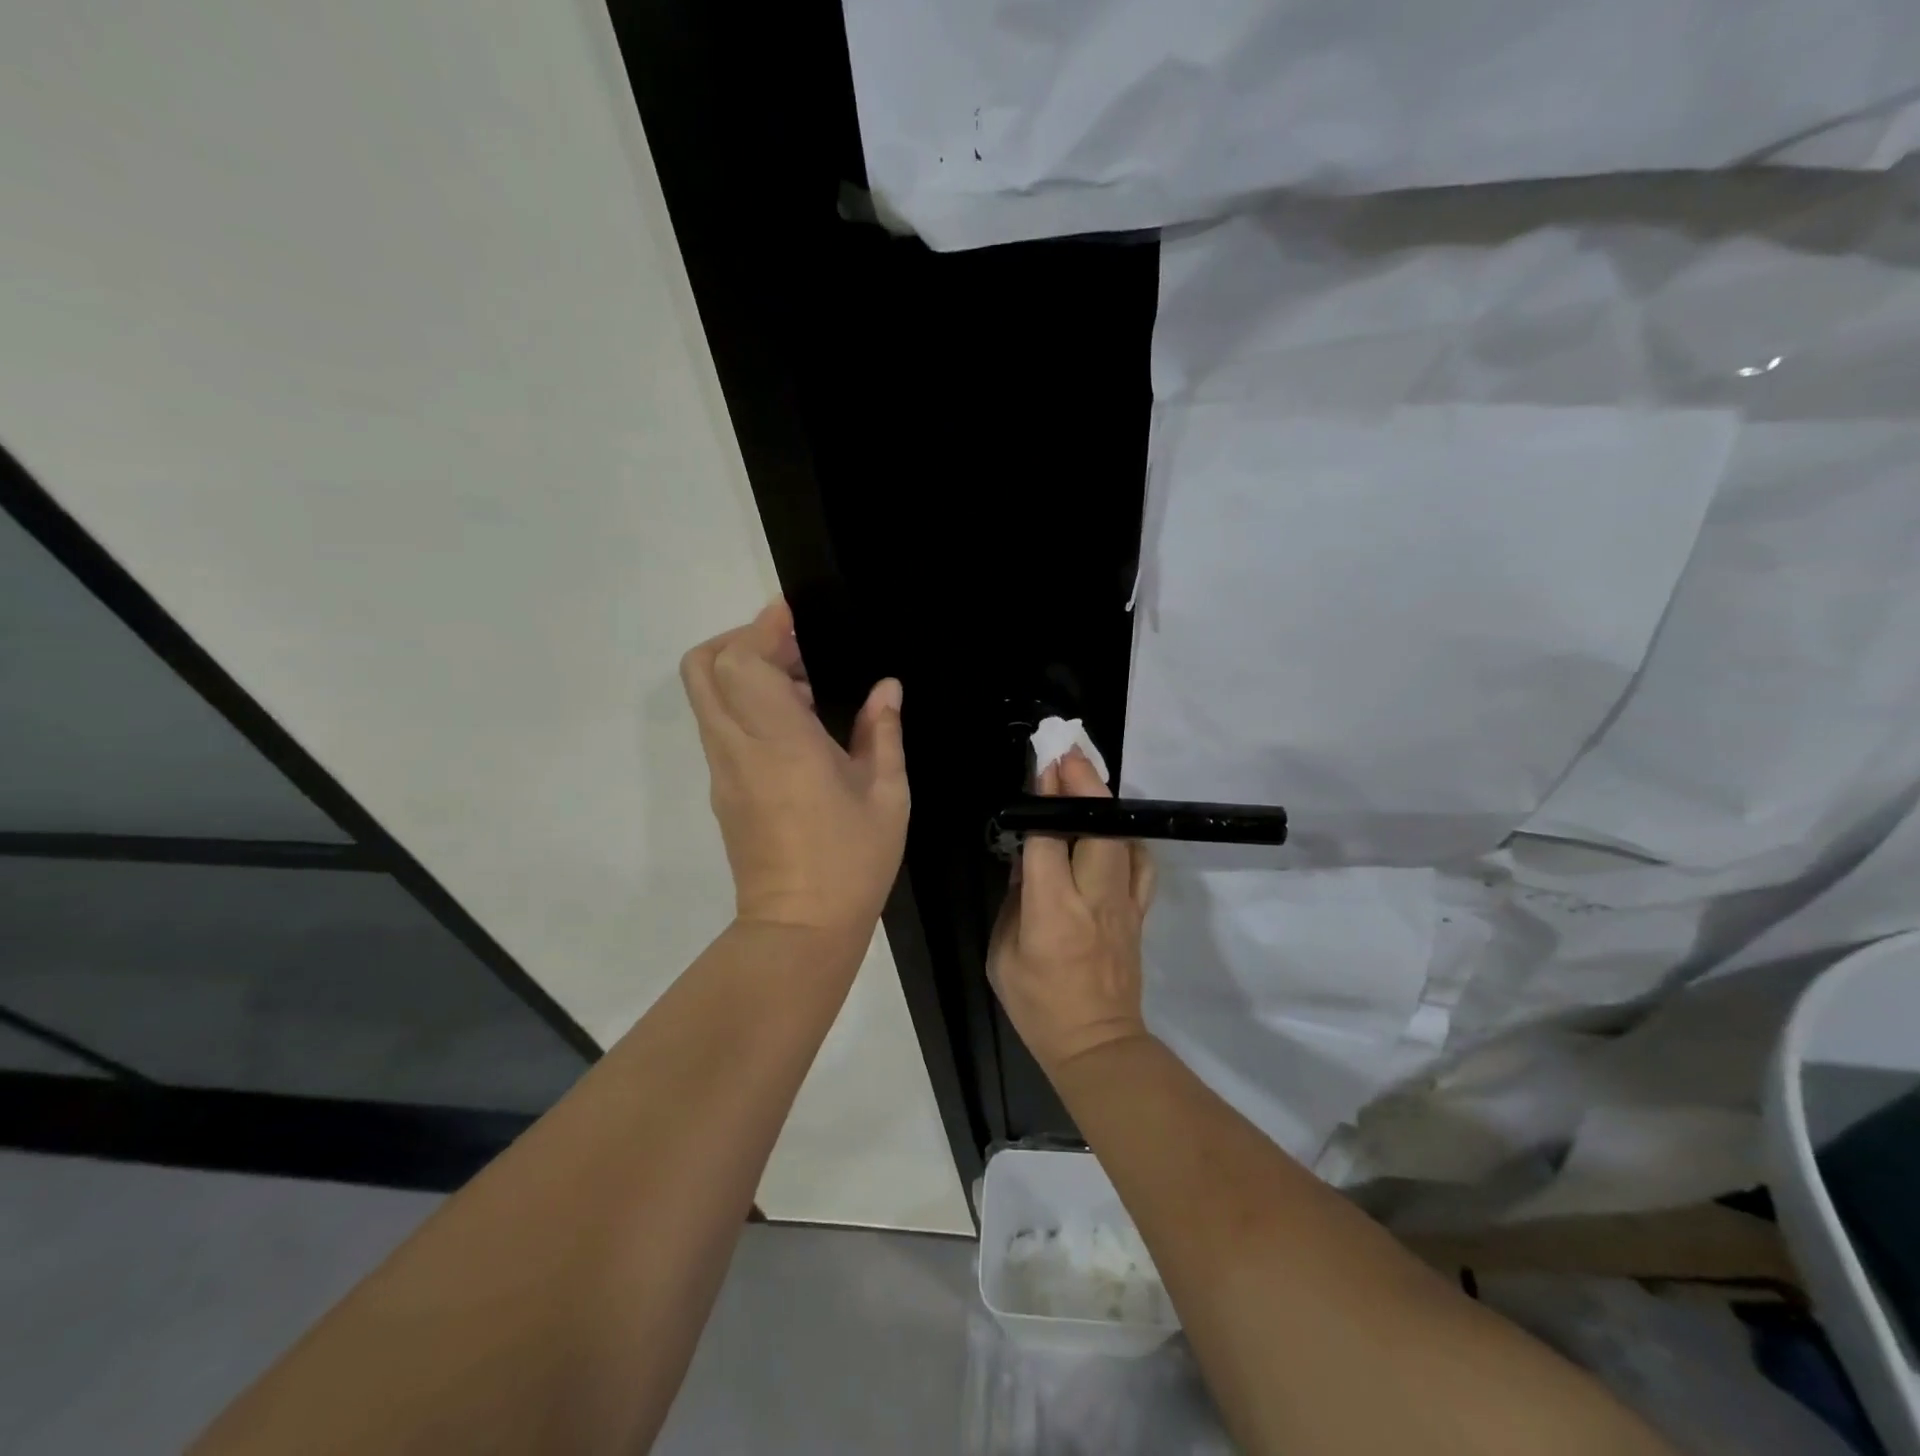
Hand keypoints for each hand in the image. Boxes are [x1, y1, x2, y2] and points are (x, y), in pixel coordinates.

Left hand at [680, 600, 908, 938]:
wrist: (800, 929)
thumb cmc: (851, 861)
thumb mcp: (886, 794)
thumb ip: (883, 732)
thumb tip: (886, 689)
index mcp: (781, 743)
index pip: (742, 661)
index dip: (763, 627)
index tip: (795, 616)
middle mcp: (739, 748)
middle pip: (703, 667)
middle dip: (743, 640)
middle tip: (796, 650)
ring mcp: (723, 770)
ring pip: (708, 695)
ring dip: (745, 672)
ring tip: (805, 688)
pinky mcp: (722, 790)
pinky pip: (722, 726)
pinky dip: (746, 704)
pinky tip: (798, 727)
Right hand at [988, 748, 1157, 1077]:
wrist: (1096, 1044)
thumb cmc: (1038, 1004)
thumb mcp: (1003, 953)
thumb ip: (1015, 900)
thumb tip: (1027, 859)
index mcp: (1051, 909)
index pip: (1047, 839)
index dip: (1044, 799)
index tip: (1040, 766)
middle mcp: (1092, 897)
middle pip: (1096, 827)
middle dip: (1083, 783)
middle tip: (1067, 751)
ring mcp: (1123, 904)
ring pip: (1122, 839)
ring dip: (1105, 802)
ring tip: (1087, 776)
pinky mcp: (1139, 912)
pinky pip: (1141, 864)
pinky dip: (1129, 838)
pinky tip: (1114, 828)